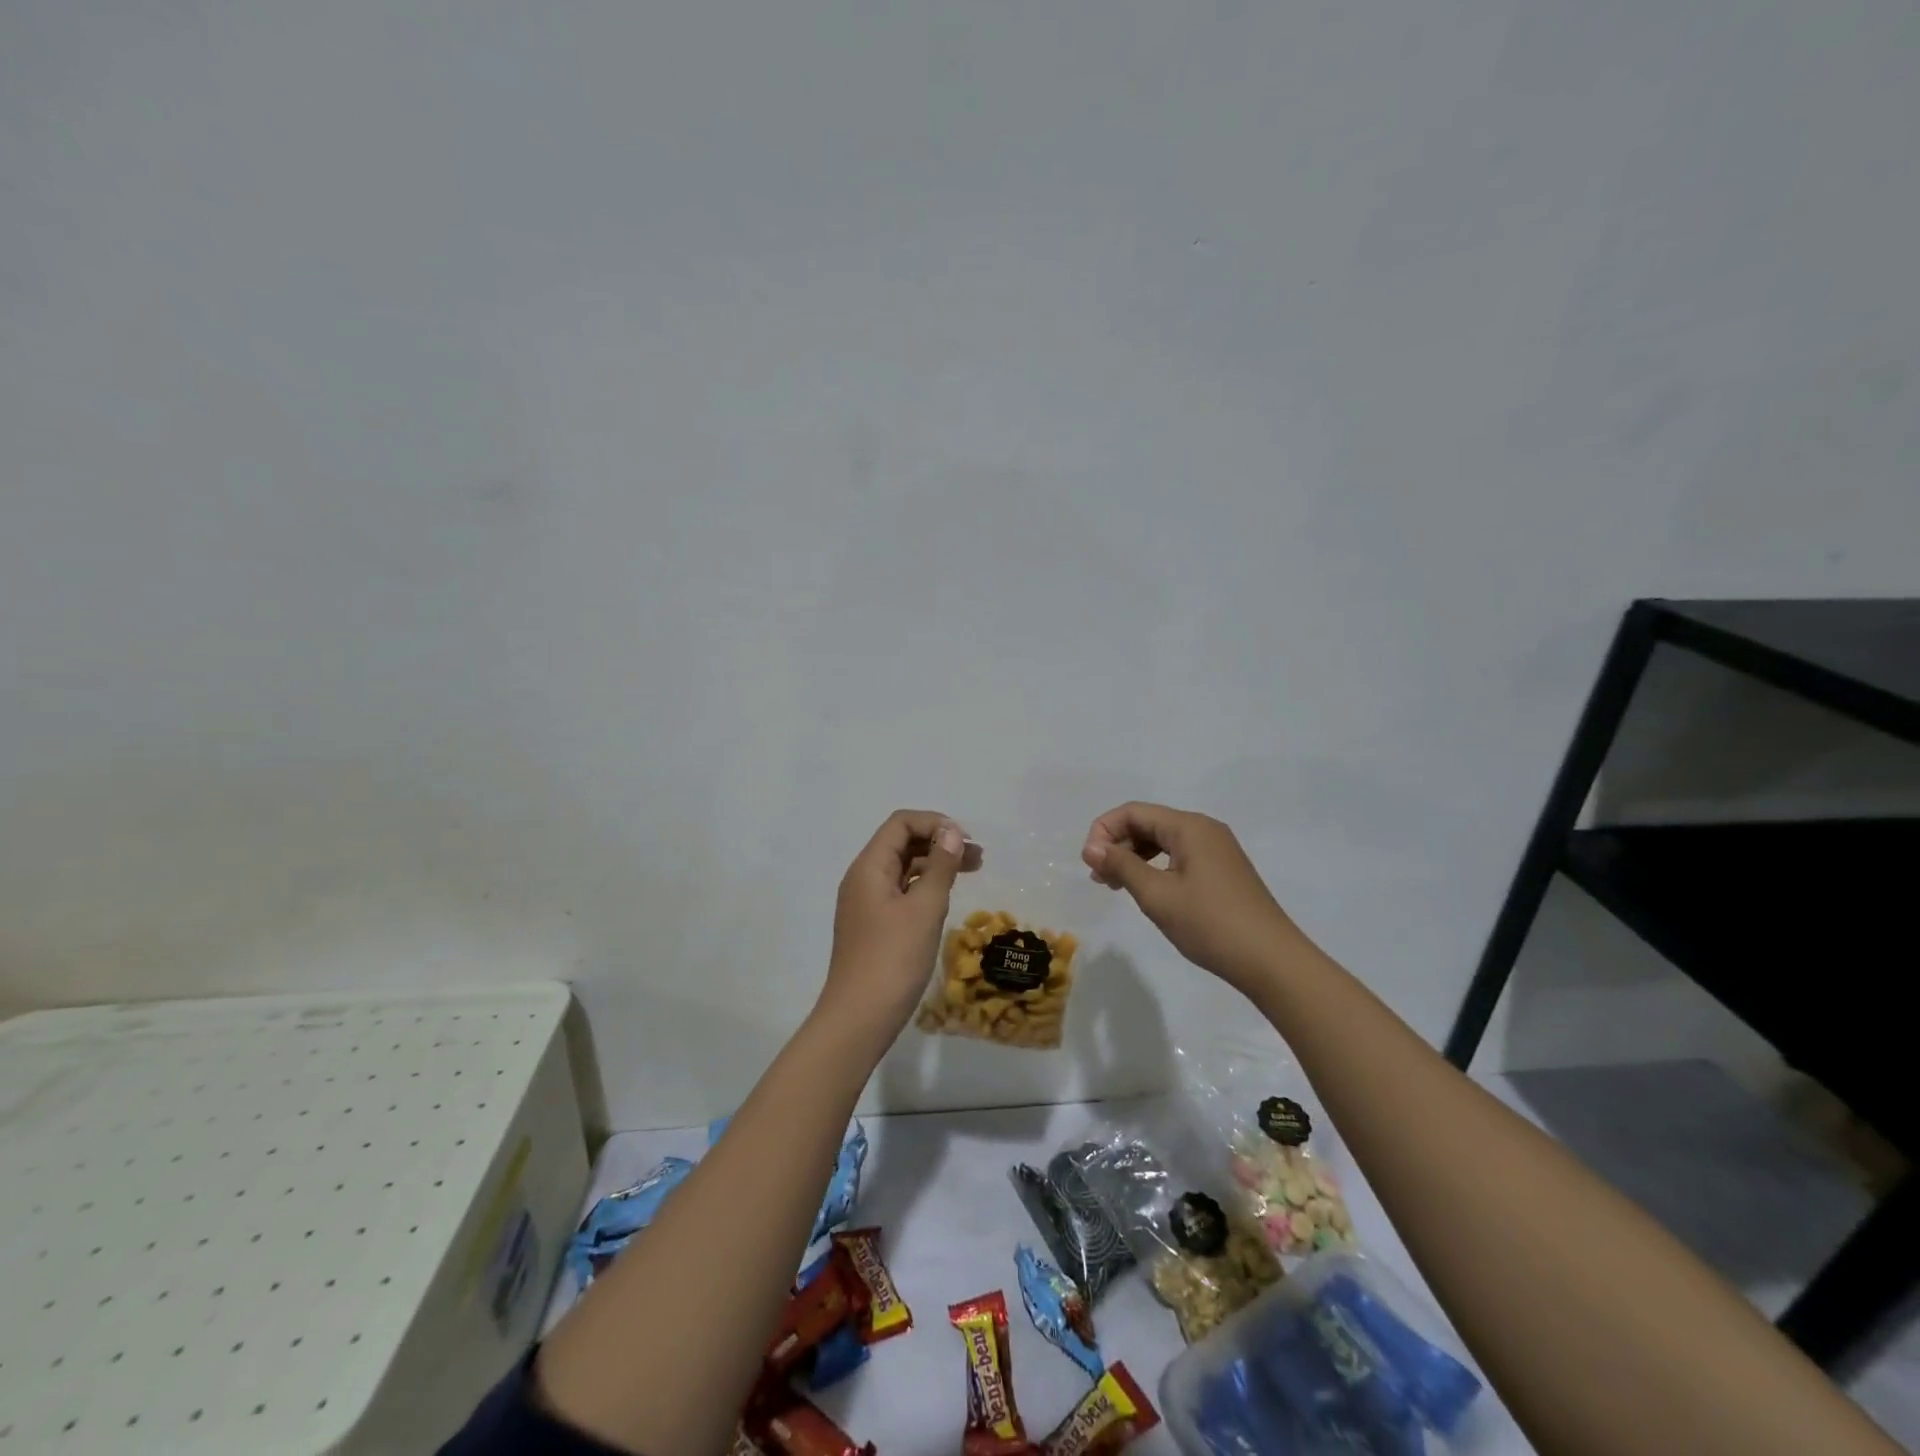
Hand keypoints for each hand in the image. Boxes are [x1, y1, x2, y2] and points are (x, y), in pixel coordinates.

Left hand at [820, 810, 974, 1043]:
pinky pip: (900, 892)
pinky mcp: (873, 926)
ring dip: (935, 864)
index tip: (965, 840)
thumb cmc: (893, 958)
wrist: (859, 1018)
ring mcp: (866, 904)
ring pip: (903, 869)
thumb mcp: (924, 908)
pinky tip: (946, 897)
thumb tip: (951, 832)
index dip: (934, 823)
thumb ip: (940, 866)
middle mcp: (863, 878)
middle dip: (939, 842)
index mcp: (869, 867)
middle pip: (901, 843)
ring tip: (971, 872)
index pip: (900, 823)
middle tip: (977, 857)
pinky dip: (925, 886)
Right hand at [1082, 802, 1305, 990]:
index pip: (1134, 812)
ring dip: (1134, 858)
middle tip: (1099, 879)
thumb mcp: (1157, 895)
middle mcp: (1204, 829)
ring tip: (1115, 886)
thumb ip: (1121, 866)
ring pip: (1162, 842)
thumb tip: (1091, 847)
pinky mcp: (1222, 871)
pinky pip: (1178, 857)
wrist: (1271, 961)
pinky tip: (1146, 891)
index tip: (1089, 863)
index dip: (1104, 830)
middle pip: (1148, 823)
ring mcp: (1217, 850)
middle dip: (1117, 845)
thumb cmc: (1210, 924)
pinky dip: (1155, 868)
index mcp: (1189, 827)